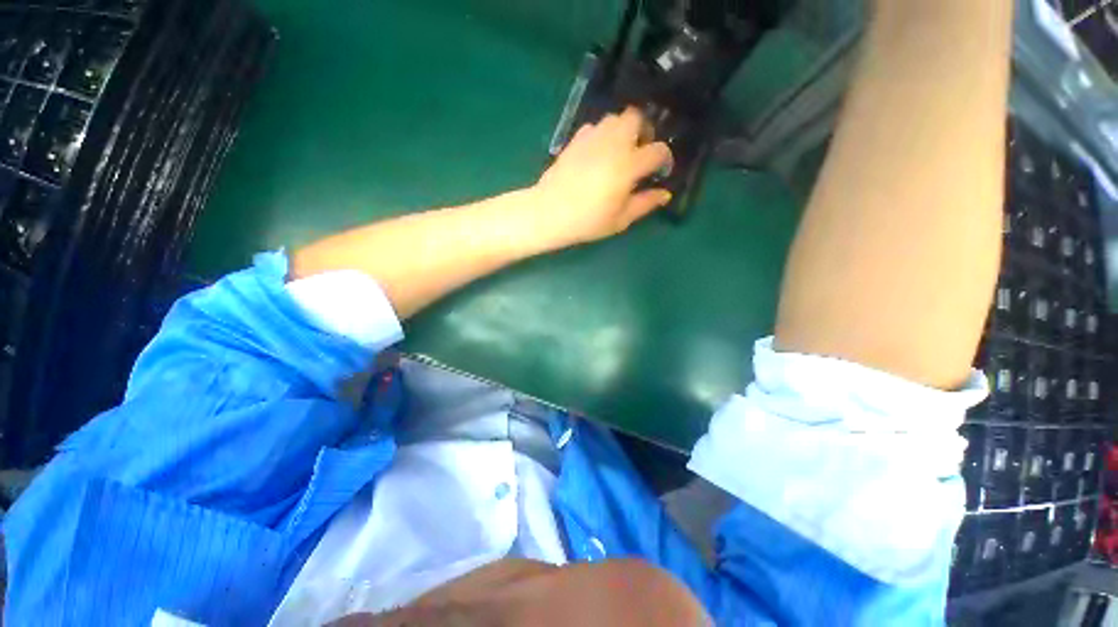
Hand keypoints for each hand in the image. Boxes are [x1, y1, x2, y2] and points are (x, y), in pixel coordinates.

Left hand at [532, 107, 673, 247]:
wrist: (550, 212)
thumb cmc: (588, 220)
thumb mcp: (620, 219)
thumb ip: (645, 203)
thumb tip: (665, 194)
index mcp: (629, 165)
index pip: (658, 150)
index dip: (664, 159)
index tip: (659, 172)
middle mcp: (613, 144)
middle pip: (637, 117)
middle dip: (644, 130)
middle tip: (640, 151)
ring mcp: (592, 138)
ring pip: (615, 118)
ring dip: (623, 130)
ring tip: (619, 151)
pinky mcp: (575, 140)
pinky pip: (594, 127)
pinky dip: (602, 134)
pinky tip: (597, 153)